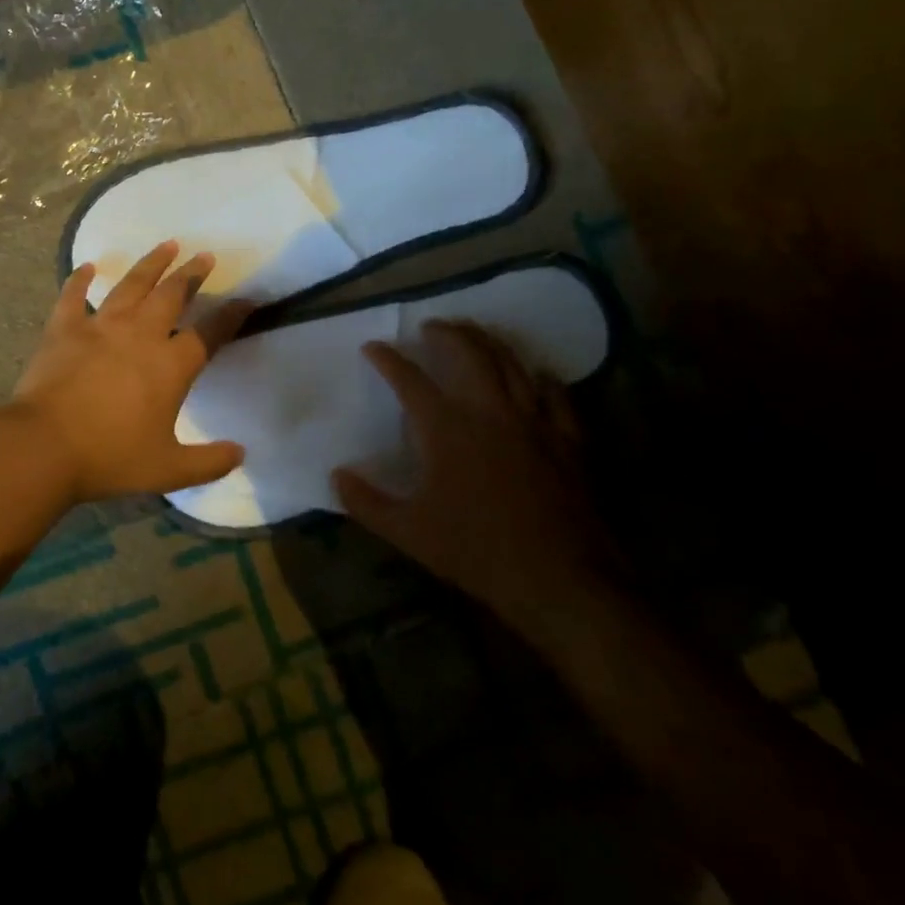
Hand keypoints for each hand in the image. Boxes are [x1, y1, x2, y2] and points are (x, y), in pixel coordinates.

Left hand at [9, 241, 251, 502]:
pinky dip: (80, 280)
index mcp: (170, 366)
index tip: (247, 299)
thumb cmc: (110, 457)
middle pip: (171, 296)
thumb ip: (209, 462)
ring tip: (167, 245)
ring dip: (151, 264)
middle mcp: (139, 336)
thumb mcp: (168, 470)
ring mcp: (99, 327)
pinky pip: (73, 296)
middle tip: (204, 256)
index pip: (209, 334)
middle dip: (191, 274)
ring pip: (130, 286)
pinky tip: (87, 266)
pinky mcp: (63, 329)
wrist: (44, 447)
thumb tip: (241, 453)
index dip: (231, 316)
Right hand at [333, 320, 616, 629]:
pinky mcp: (568, 440)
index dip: (387, 359)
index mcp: (446, 428)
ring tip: (475, 333)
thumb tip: (336, 476)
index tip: (373, 346)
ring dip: (489, 342)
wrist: (559, 579)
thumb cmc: (475, 551)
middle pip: (467, 353)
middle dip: (446, 333)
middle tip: (431, 326)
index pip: (409, 379)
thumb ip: (366, 502)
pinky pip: (556, 395)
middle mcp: (489, 411)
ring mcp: (534, 421)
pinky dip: (542, 378)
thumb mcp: (407, 532)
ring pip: (511, 364)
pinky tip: (537, 374)